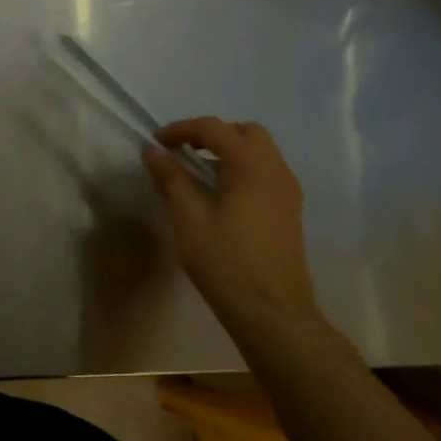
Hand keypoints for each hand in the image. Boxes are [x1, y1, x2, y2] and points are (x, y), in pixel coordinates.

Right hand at [142, 118, 322, 346]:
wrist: (272, 312)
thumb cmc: (226, 262)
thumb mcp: (188, 217)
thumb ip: (171, 178)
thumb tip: (152, 151)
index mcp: (252, 167)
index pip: (215, 128)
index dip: (182, 129)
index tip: (157, 143)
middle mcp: (276, 171)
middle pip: (245, 132)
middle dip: (211, 135)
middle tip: (182, 152)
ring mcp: (287, 192)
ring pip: (258, 152)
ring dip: (227, 152)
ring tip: (196, 174)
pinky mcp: (288, 211)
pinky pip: (264, 172)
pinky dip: (240, 169)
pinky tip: (218, 195)